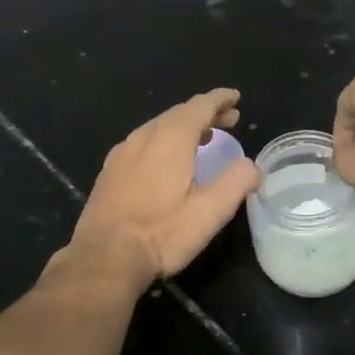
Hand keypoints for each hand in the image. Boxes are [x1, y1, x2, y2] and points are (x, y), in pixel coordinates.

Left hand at [69, 88, 261, 281]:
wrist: (104, 258)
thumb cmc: (161, 234)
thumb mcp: (210, 212)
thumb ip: (236, 182)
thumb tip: (251, 166)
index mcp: (170, 138)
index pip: (200, 106)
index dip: (220, 99)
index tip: (235, 97)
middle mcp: (144, 136)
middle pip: (179, 113)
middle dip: (206, 113)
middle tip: (229, 120)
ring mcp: (122, 152)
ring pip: (159, 127)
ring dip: (185, 127)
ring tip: (204, 138)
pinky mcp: (110, 170)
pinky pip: (143, 142)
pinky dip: (165, 140)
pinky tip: (168, 160)